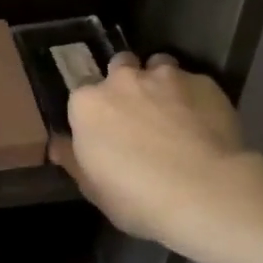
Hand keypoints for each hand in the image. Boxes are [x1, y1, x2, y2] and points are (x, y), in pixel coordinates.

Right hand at [50, 51, 255, 251]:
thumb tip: (57, 145)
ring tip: (172, 111)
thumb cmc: (137, 196)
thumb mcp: (93, 188)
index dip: (94, 108)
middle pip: (120, 65)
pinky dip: (195, 98)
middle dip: (126, 82)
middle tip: (137, 112)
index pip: (81, 91)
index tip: (103, 126)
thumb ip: (74, 160)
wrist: (205, 192)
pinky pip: (195, 83)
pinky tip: (205, 123)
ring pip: (159, 65)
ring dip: (161, 82)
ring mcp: (166, 77)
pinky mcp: (204, 83)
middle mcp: (123, 80)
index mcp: (88, 104)